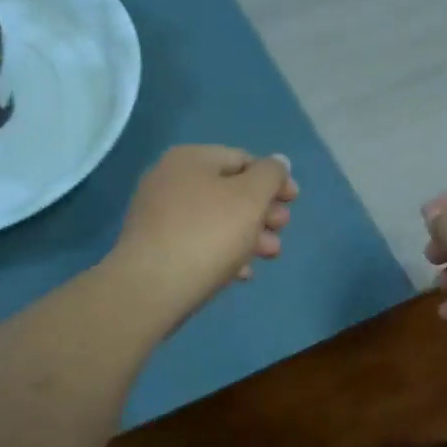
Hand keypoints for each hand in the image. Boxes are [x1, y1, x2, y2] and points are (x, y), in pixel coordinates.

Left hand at [107, 145, 297, 322]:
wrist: (152, 288)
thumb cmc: (208, 233)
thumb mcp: (250, 197)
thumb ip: (270, 175)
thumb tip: (278, 162)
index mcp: (190, 159)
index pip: (242, 159)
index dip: (273, 178)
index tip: (294, 202)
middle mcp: (169, 179)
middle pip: (229, 190)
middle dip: (262, 211)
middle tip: (281, 230)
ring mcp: (158, 215)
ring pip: (215, 219)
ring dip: (248, 234)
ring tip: (269, 255)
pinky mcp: (154, 247)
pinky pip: (197, 243)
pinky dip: (223, 252)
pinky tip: (241, 273)